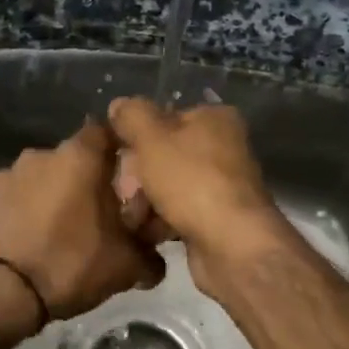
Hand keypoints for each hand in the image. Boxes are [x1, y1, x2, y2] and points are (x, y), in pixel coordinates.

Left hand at [0, 120, 164, 320]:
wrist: (2, 294)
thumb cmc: (72, 264)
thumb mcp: (126, 266)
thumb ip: (149, 256)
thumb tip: (157, 263)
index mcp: (79, 158)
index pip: (105, 132)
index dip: (117, 150)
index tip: (126, 175)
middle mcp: (40, 156)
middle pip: (71, 160)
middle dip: (84, 181)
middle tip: (97, 214)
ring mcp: (5, 177)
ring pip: (39, 180)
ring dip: (50, 197)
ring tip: (59, 231)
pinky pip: (13, 202)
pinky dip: (23, 214)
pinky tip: (29, 243)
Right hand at [107, 98, 288, 294]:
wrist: (231, 243)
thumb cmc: (191, 181)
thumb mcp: (153, 138)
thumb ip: (133, 116)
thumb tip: (119, 105)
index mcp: (214, 119)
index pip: (164, 117)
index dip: (136, 136)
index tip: (117, 155)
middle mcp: (224, 147)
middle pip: (165, 154)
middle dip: (137, 174)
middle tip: (122, 192)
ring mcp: (222, 184)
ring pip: (169, 186)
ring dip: (145, 200)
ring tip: (131, 217)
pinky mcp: (217, 217)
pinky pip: (179, 212)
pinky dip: (161, 221)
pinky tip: (145, 232)